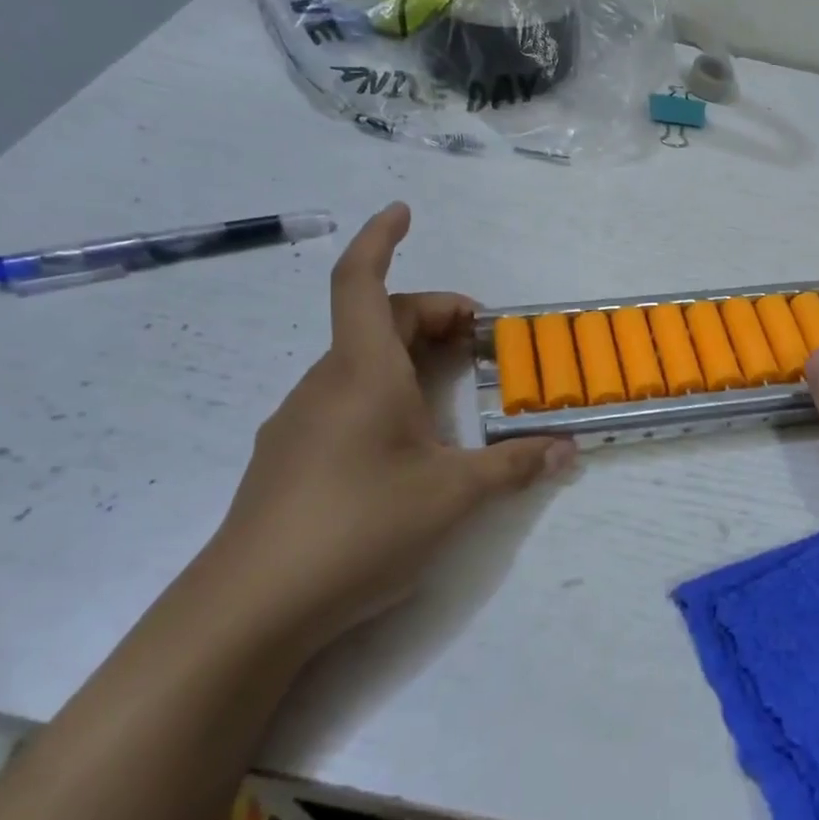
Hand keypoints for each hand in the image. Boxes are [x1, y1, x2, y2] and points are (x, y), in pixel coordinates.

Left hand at [195, 202, 573, 660]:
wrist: (251, 608)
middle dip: (429, 314)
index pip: (363, 281)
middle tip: (478, 337)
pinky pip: (342, 399)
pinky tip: (405, 441)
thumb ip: (515, 467)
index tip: (404, 211)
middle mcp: (326, 384)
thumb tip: (568, 450)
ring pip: (358, 362)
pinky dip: (382, 392)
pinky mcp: (290, 457)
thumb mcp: (454, 496)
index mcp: (363, 372)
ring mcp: (300, 421)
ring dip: (406, 356)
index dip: (382, 239)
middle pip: (375, 321)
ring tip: (450, 390)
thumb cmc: (360, 527)